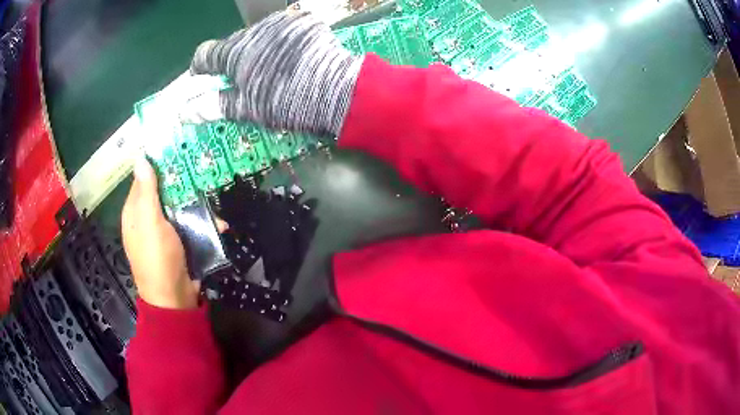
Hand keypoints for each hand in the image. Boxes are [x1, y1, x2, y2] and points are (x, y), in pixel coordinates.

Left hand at [121, 159, 199, 309]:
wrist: (174, 300)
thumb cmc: (158, 259)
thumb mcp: (150, 222)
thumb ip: (146, 191)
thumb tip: (140, 157)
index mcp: (134, 212)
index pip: (143, 180)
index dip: (158, 166)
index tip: (179, 152)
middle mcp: (146, 219)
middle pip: (163, 193)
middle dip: (182, 186)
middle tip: (202, 174)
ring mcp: (163, 232)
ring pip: (178, 209)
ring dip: (196, 207)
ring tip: (213, 205)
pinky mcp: (178, 244)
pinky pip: (189, 226)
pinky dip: (202, 224)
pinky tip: (217, 226)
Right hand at [190, 11, 362, 135]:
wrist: (337, 90)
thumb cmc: (287, 102)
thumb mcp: (246, 109)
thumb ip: (213, 106)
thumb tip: (184, 112)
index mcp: (236, 52)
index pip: (205, 54)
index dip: (200, 69)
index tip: (204, 80)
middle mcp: (255, 30)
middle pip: (232, 45)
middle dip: (232, 62)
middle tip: (245, 82)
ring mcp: (281, 22)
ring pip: (256, 37)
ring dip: (256, 51)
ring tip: (271, 71)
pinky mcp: (302, 21)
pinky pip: (280, 31)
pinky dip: (279, 43)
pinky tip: (290, 58)